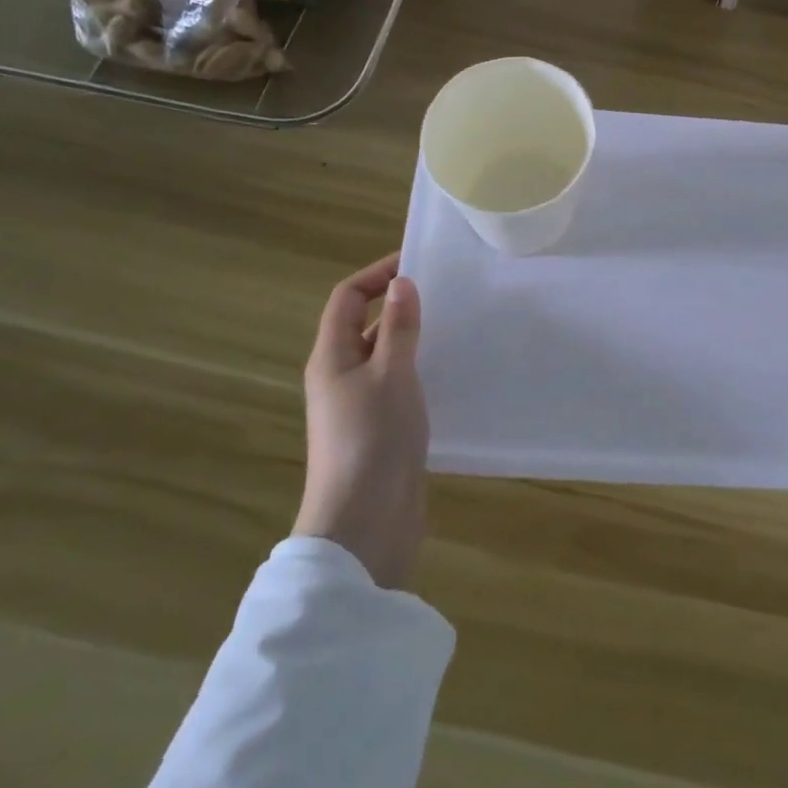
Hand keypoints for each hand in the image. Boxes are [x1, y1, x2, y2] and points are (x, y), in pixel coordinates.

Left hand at [294, 253, 428, 588]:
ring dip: (412, 339)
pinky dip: (420, 371)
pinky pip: (398, 386)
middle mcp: (340, 376)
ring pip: (384, 357)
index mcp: (331, 357)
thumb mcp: (391, 375)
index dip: (377, 274)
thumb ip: (399, 328)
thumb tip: (402, 283)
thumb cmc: (372, 439)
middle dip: (399, 305)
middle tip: (446, 294)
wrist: (364, 523)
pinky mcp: (380, 430)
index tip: (417, 263)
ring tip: (456, 327)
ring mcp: (359, 406)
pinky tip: (452, 373)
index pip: (347, 298)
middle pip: (364, 325)